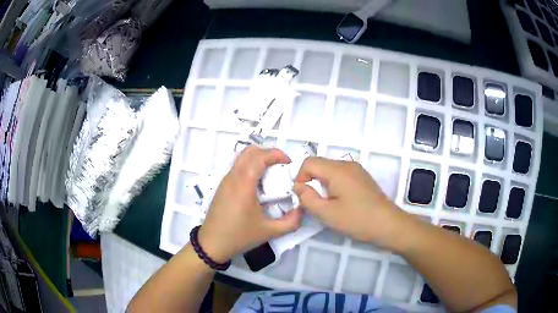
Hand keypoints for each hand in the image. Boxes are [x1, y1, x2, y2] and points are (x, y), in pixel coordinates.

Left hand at [198, 146, 301, 262]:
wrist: (212, 244)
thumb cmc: (240, 236)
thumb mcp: (270, 232)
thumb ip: (291, 222)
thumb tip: (302, 209)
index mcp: (244, 184)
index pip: (259, 157)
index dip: (276, 154)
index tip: (289, 163)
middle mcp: (233, 177)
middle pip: (249, 151)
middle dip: (268, 153)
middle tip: (281, 166)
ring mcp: (225, 180)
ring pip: (242, 158)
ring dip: (258, 159)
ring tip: (271, 174)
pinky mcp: (222, 186)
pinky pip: (237, 167)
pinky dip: (250, 167)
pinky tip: (257, 185)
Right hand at [294, 157, 406, 249]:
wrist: (388, 224)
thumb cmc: (357, 220)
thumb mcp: (326, 213)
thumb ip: (307, 198)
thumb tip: (298, 186)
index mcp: (337, 170)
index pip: (309, 162)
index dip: (300, 178)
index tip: (304, 197)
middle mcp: (347, 164)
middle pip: (320, 165)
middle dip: (311, 181)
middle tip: (314, 203)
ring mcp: (357, 170)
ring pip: (330, 170)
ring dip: (322, 184)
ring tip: (328, 204)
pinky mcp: (362, 177)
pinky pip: (341, 175)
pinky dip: (334, 185)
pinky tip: (341, 202)